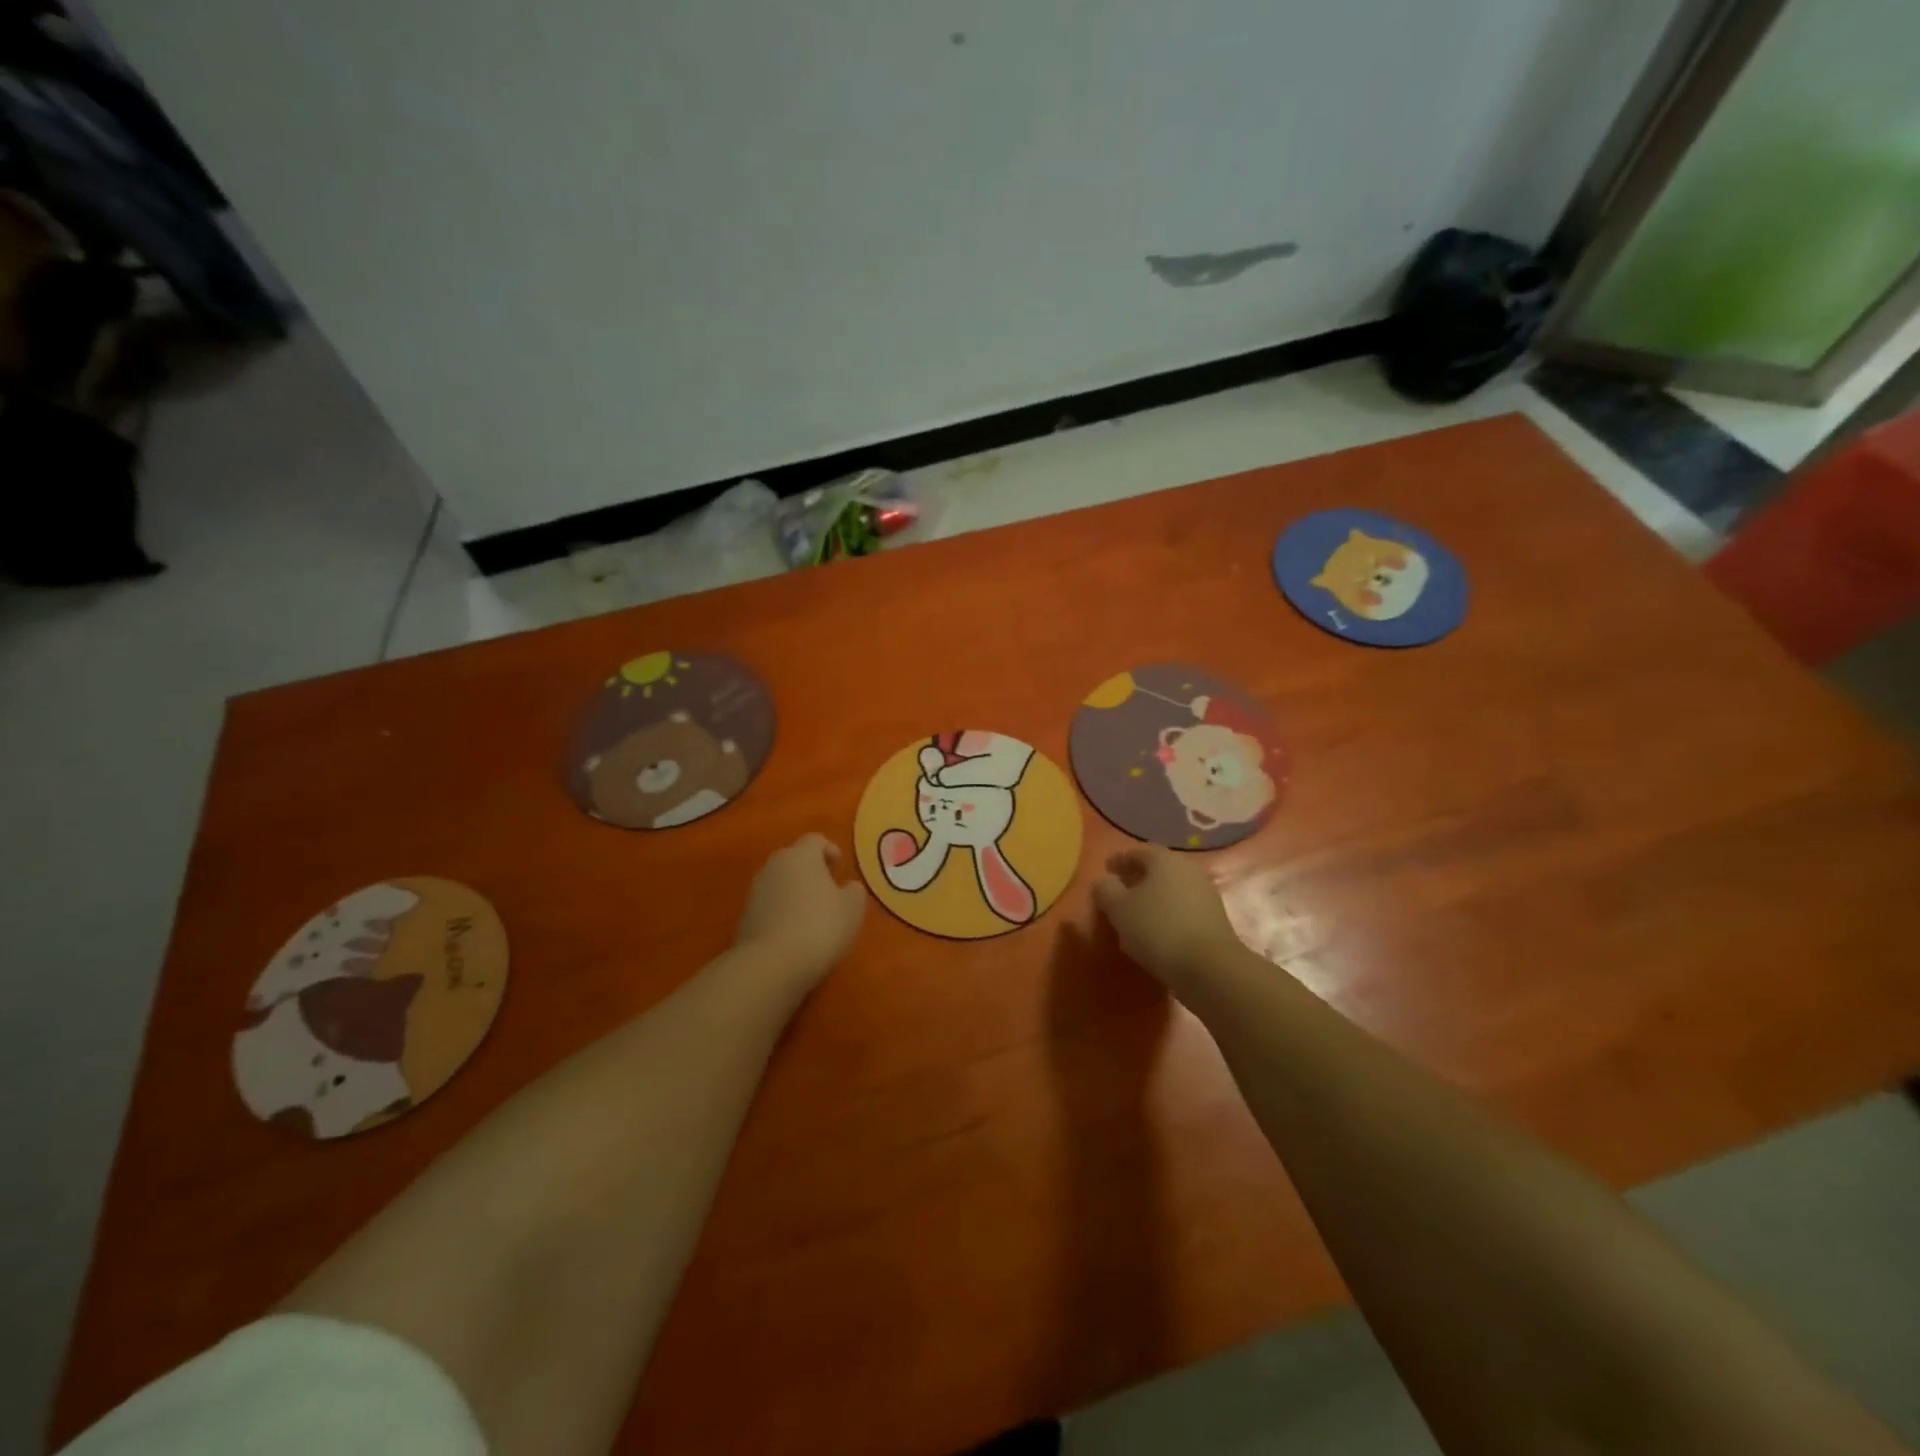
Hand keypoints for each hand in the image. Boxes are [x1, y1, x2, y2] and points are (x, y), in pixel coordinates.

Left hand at [735, 834, 866, 991]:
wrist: (771, 964)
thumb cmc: (820, 927)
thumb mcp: (852, 909)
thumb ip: (853, 891)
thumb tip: (848, 887)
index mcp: (801, 856)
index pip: (815, 840)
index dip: (829, 850)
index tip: (839, 868)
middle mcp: (774, 865)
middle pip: (794, 859)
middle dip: (810, 871)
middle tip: (827, 890)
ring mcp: (755, 890)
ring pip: (779, 882)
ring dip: (794, 891)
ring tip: (810, 914)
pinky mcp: (744, 915)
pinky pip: (768, 904)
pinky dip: (781, 911)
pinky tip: (792, 932)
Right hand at [1093, 847, 1241, 991]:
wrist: (1210, 967)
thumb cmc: (1157, 929)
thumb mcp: (1118, 908)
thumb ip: (1105, 890)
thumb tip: (1105, 881)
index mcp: (1164, 859)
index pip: (1137, 852)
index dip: (1119, 860)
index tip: (1106, 870)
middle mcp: (1188, 869)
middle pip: (1157, 870)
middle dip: (1136, 880)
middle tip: (1118, 893)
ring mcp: (1205, 894)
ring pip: (1170, 891)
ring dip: (1152, 900)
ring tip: (1133, 918)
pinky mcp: (1214, 920)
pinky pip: (1182, 910)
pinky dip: (1166, 916)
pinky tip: (1154, 934)